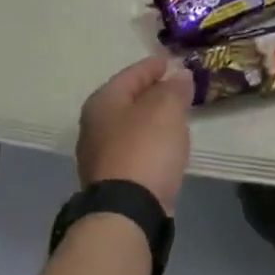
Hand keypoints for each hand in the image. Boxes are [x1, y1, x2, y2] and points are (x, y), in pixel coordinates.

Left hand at [76, 56, 192, 213]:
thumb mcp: (166, 110)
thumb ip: (174, 89)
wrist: (127, 211)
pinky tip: (165, 146)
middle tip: (178, 88)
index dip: (154, 66)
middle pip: (128, 99)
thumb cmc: (145, 149)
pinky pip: (134, 149)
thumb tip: (180, 76)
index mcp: (103, 101)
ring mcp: (100, 155)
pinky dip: (150, 142)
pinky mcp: (111, 180)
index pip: (132, 74)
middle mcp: (94, 125)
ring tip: (176, 116)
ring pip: (130, 126)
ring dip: (151, 119)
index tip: (173, 62)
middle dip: (152, 92)